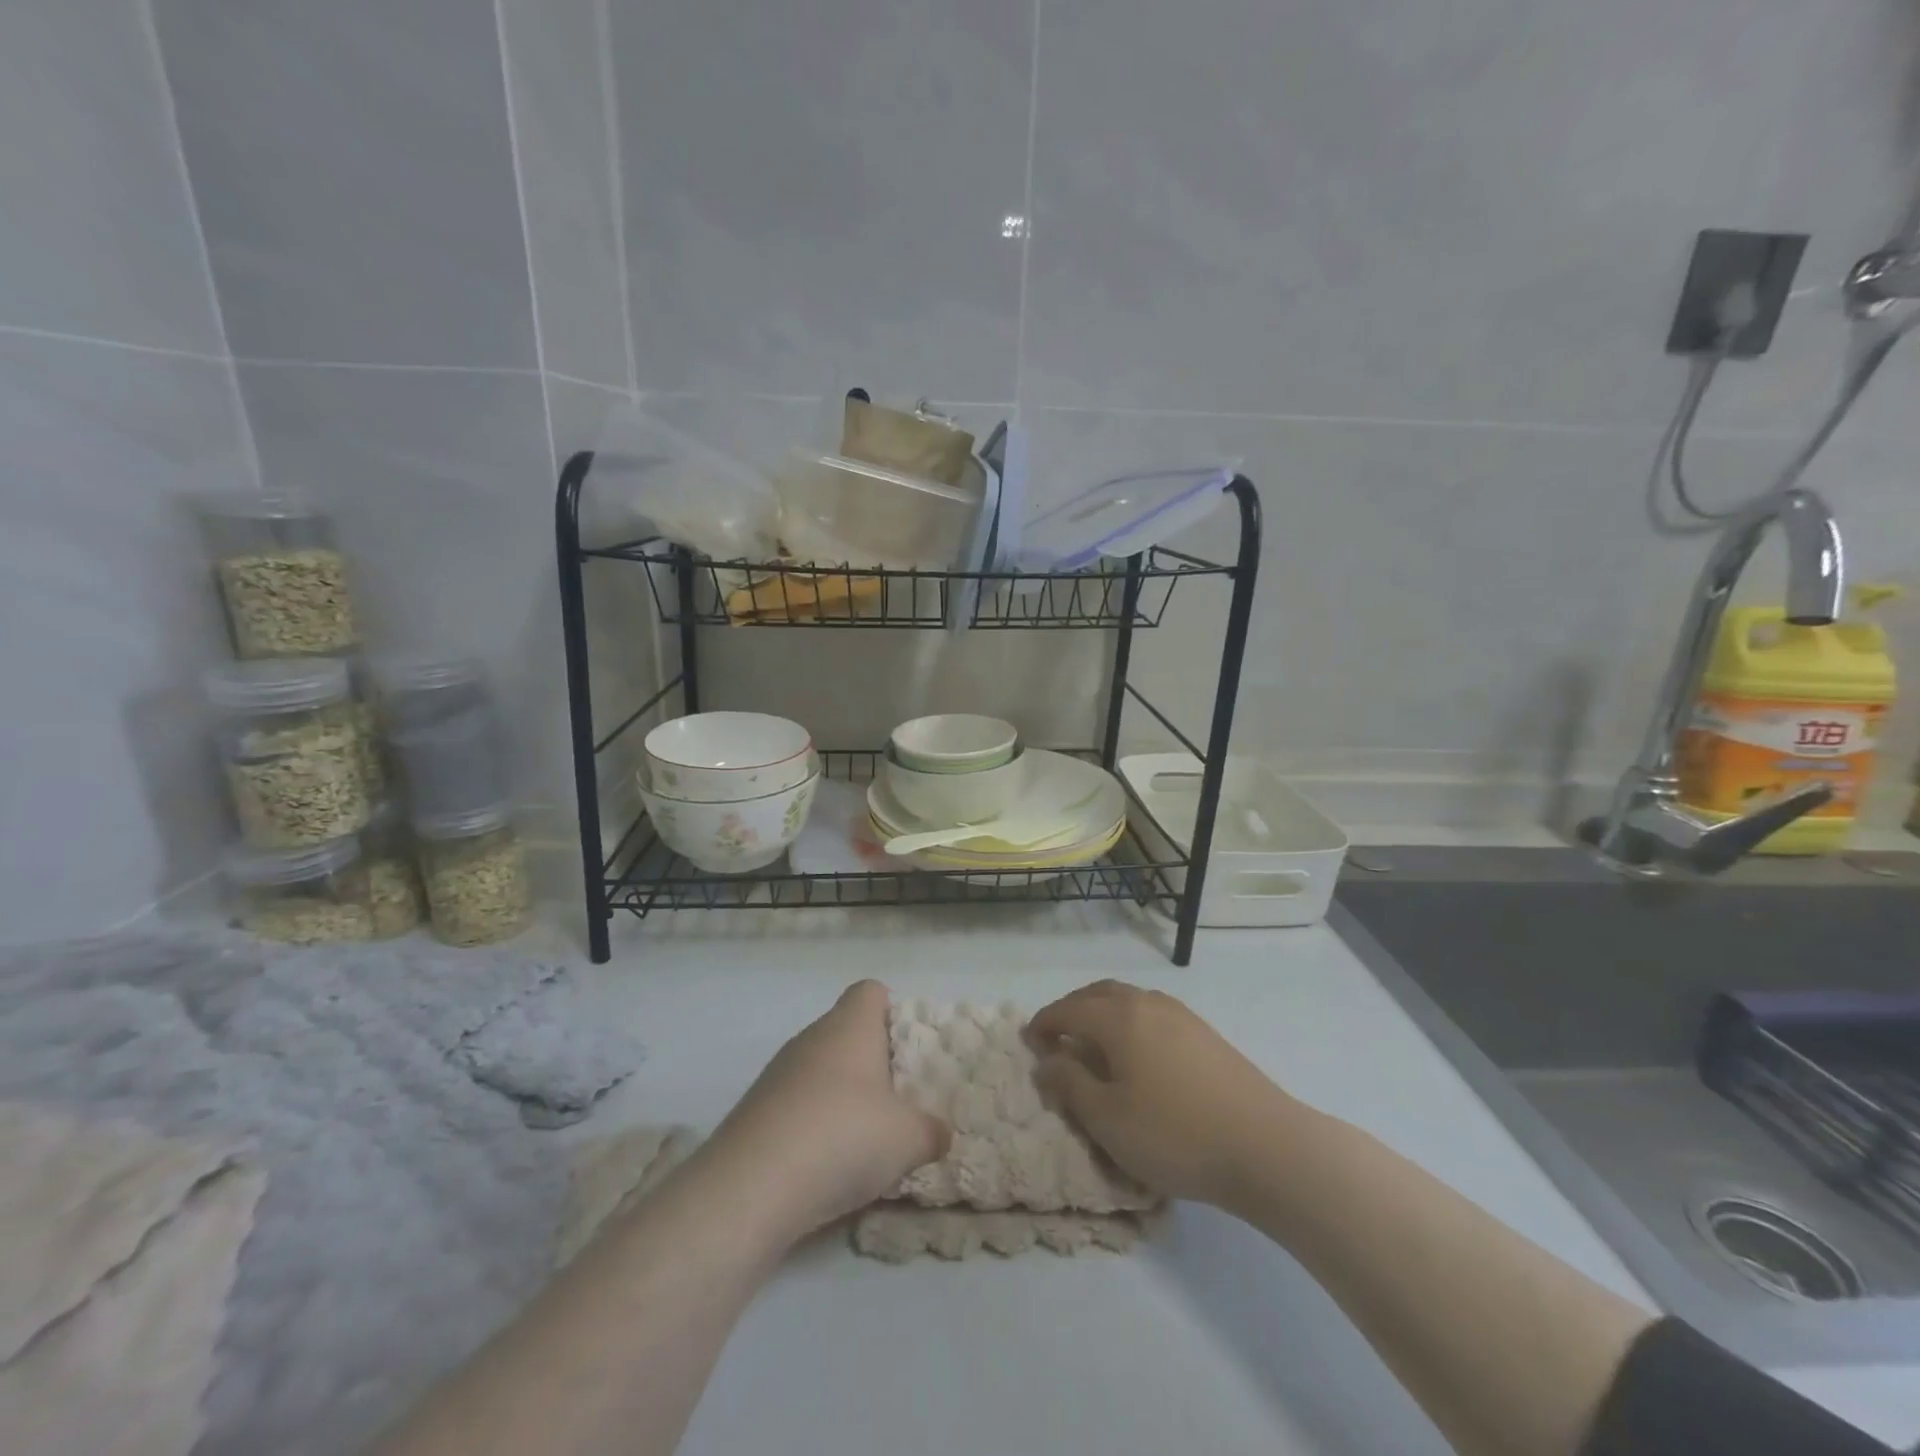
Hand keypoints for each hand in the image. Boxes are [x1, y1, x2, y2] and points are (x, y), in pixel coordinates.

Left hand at [707, 981, 949, 1241]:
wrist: (749, 1189)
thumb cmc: (842, 1138)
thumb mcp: (908, 1140)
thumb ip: (932, 1131)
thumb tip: (939, 1133)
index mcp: (850, 1026)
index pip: (871, 992)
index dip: (893, 1012)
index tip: (910, 1050)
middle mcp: (811, 1037)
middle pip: (846, 1033)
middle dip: (872, 1063)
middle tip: (898, 1101)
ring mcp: (777, 1073)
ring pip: (820, 1071)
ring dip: (842, 1097)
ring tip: (866, 1139)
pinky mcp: (755, 1111)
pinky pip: (796, 1105)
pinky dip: (813, 1126)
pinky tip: (827, 1165)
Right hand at [1029, 980, 1295, 1206]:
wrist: (1266, 1145)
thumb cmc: (1175, 1134)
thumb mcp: (1108, 1119)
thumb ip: (1070, 1085)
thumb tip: (1047, 1061)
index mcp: (1118, 1017)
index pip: (1067, 1010)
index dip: (1043, 1024)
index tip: (1028, 1042)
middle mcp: (1146, 1002)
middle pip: (1097, 994)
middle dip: (1071, 1011)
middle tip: (1056, 1039)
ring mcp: (1180, 1014)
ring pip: (1127, 999)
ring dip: (1101, 1014)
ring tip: (1093, 1046)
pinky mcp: (1204, 1033)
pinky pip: (1151, 1013)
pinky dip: (1128, 1022)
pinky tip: (1136, 1054)